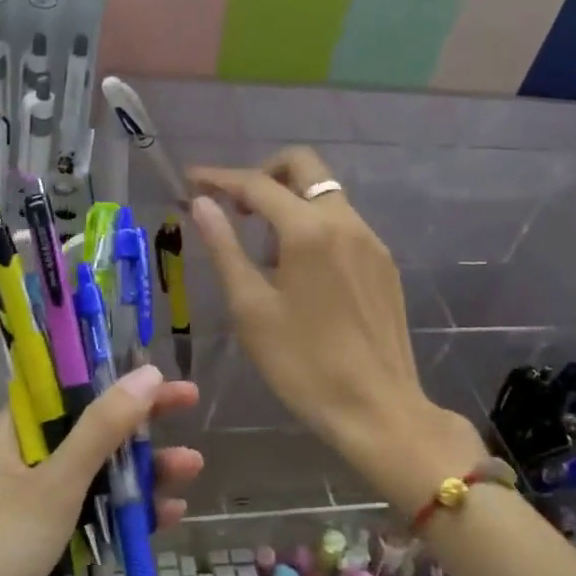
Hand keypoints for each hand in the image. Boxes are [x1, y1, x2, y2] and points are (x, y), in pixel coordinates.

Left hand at [0, 366, 201, 575]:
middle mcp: (22, 468)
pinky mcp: (50, 556)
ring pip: (99, 480)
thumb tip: (147, 372)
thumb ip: (103, 428)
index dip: (112, 379)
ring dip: (143, 473)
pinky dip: (130, 517)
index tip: (158, 373)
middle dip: (139, 424)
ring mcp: (37, 514)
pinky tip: (170, 514)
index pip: (67, 392)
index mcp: (10, 437)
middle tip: (190, 403)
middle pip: (89, 433)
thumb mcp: (55, 484)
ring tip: (193, 467)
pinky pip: (98, 524)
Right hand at [188, 147, 475, 514]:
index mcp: (308, 231)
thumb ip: (225, 247)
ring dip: (289, 201)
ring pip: (325, 194)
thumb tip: (202, 204)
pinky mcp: (383, 264)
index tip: (191, 180)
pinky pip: (343, 223)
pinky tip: (298, 269)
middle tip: (234, 206)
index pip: (256, 184)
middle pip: (303, 166)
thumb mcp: (251, 308)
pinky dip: (313, 225)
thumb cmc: (302, 364)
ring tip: (262, 248)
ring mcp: (371, 241)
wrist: (378, 409)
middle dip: (263, 173)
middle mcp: (345, 222)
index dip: (219, 178)